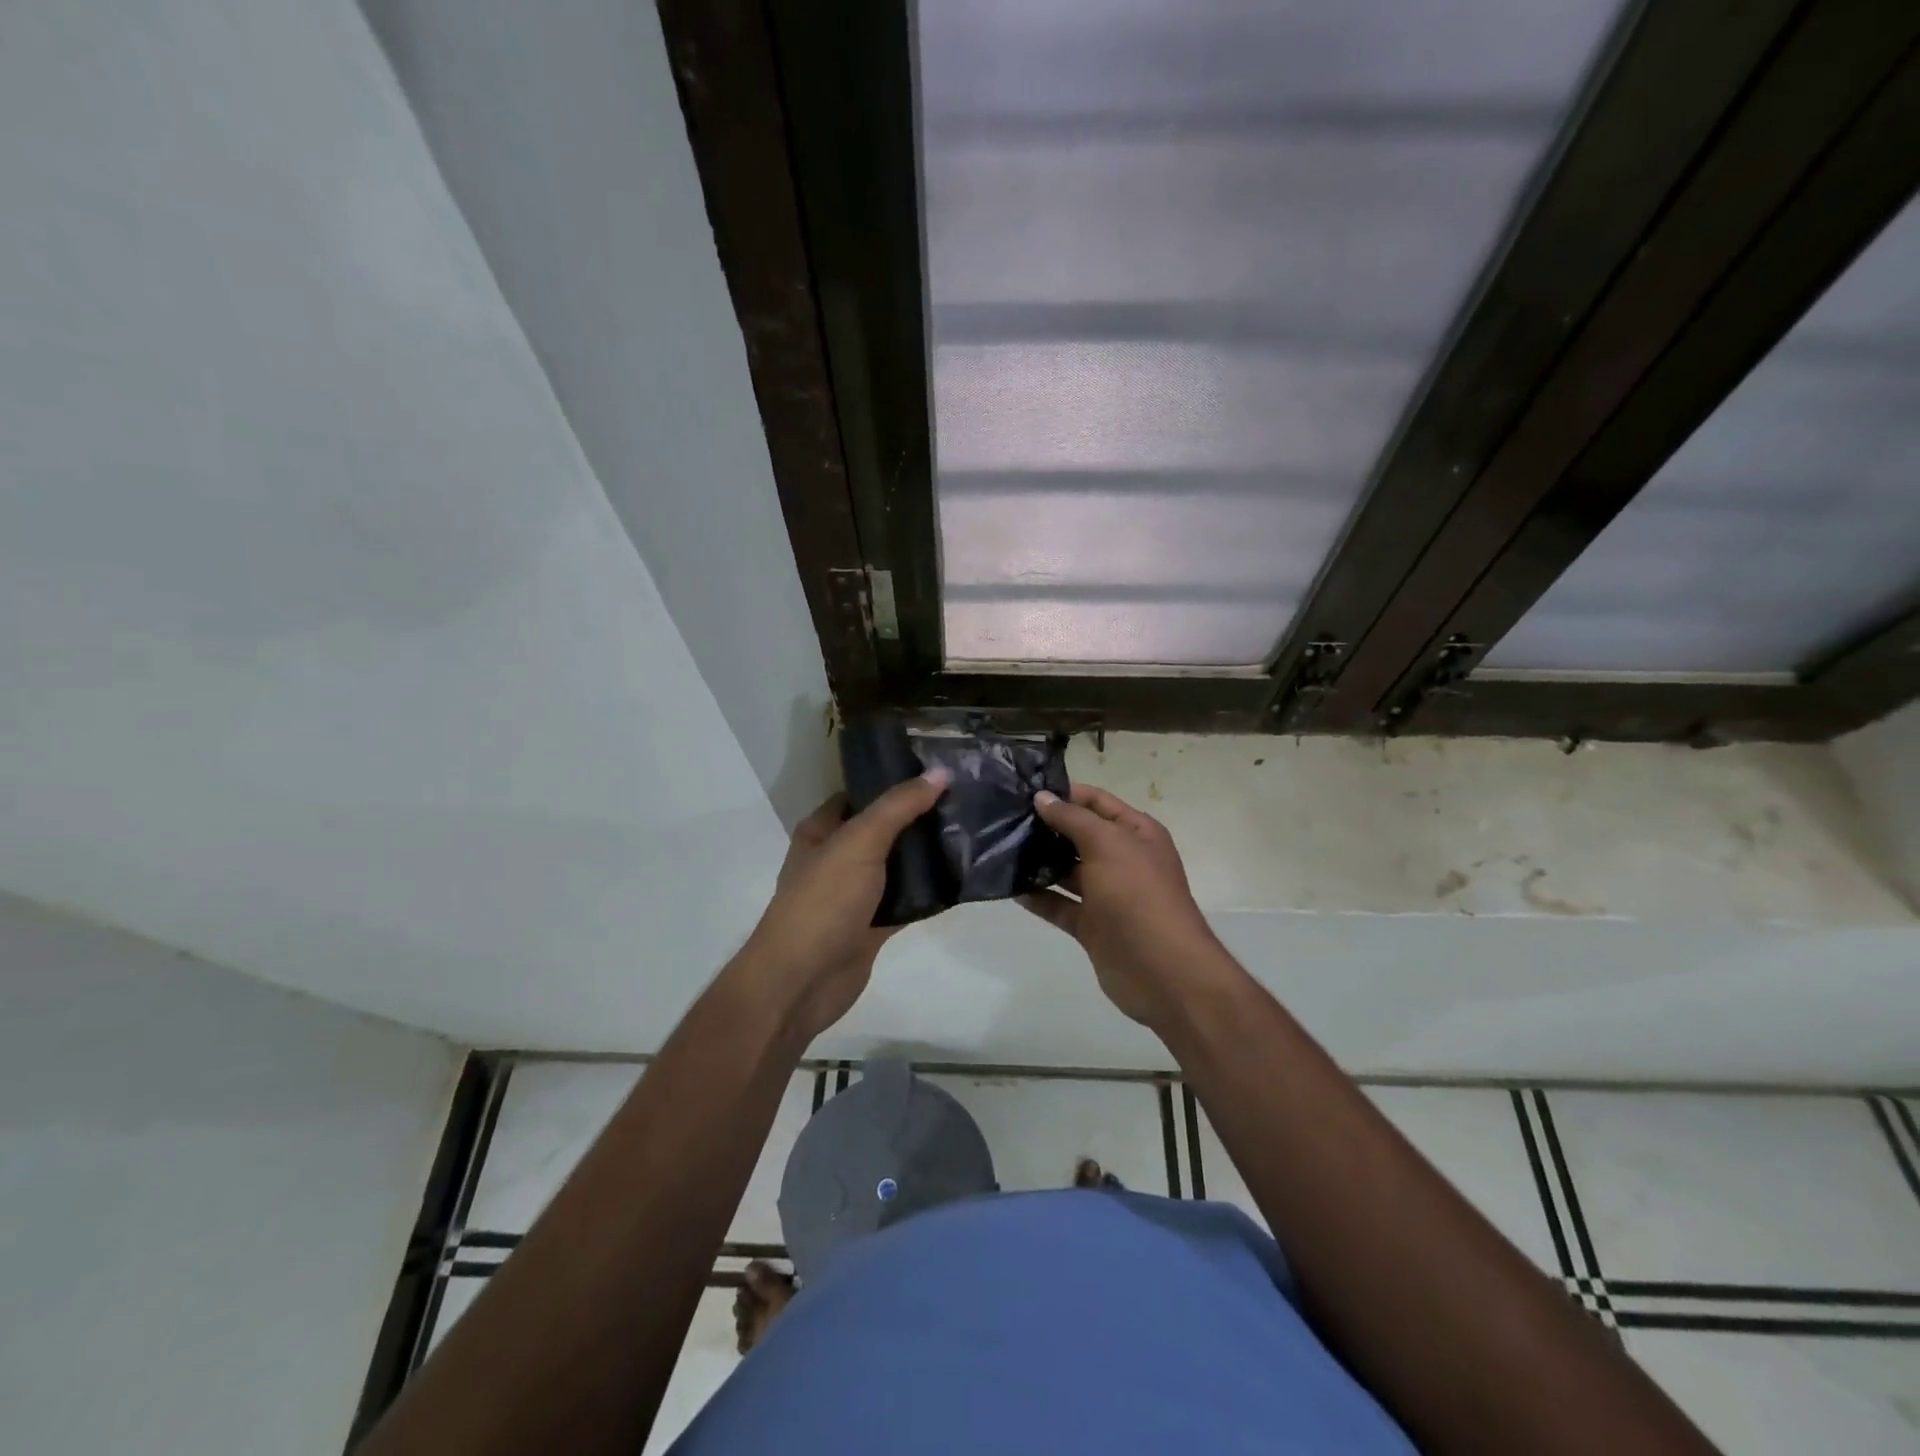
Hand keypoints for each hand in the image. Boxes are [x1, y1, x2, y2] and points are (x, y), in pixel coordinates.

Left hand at [736, 769, 949, 1042]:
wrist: (802, 981)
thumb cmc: (823, 901)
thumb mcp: (859, 842)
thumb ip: (899, 807)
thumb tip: (939, 772)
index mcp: (822, 830)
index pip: (861, 793)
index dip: (895, 780)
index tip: (938, 770)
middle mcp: (838, 858)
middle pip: (884, 829)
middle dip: (919, 817)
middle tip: (965, 798)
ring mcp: (855, 894)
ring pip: (898, 866)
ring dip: (928, 855)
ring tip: (971, 831)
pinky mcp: (873, 926)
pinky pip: (907, 901)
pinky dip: (930, 893)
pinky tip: (962, 878)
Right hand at [1021, 784, 1226, 1029]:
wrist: (1161, 970)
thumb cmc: (1137, 894)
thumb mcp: (1107, 844)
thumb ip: (1072, 819)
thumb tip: (1043, 798)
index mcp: (1136, 834)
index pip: (1097, 802)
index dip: (1065, 794)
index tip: (1024, 791)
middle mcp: (1123, 860)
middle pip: (1080, 835)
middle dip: (1047, 827)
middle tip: (1005, 819)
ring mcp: (1107, 895)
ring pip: (1067, 871)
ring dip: (1039, 862)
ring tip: (1002, 849)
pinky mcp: (1092, 925)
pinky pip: (1060, 905)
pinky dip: (1039, 897)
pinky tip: (1011, 888)